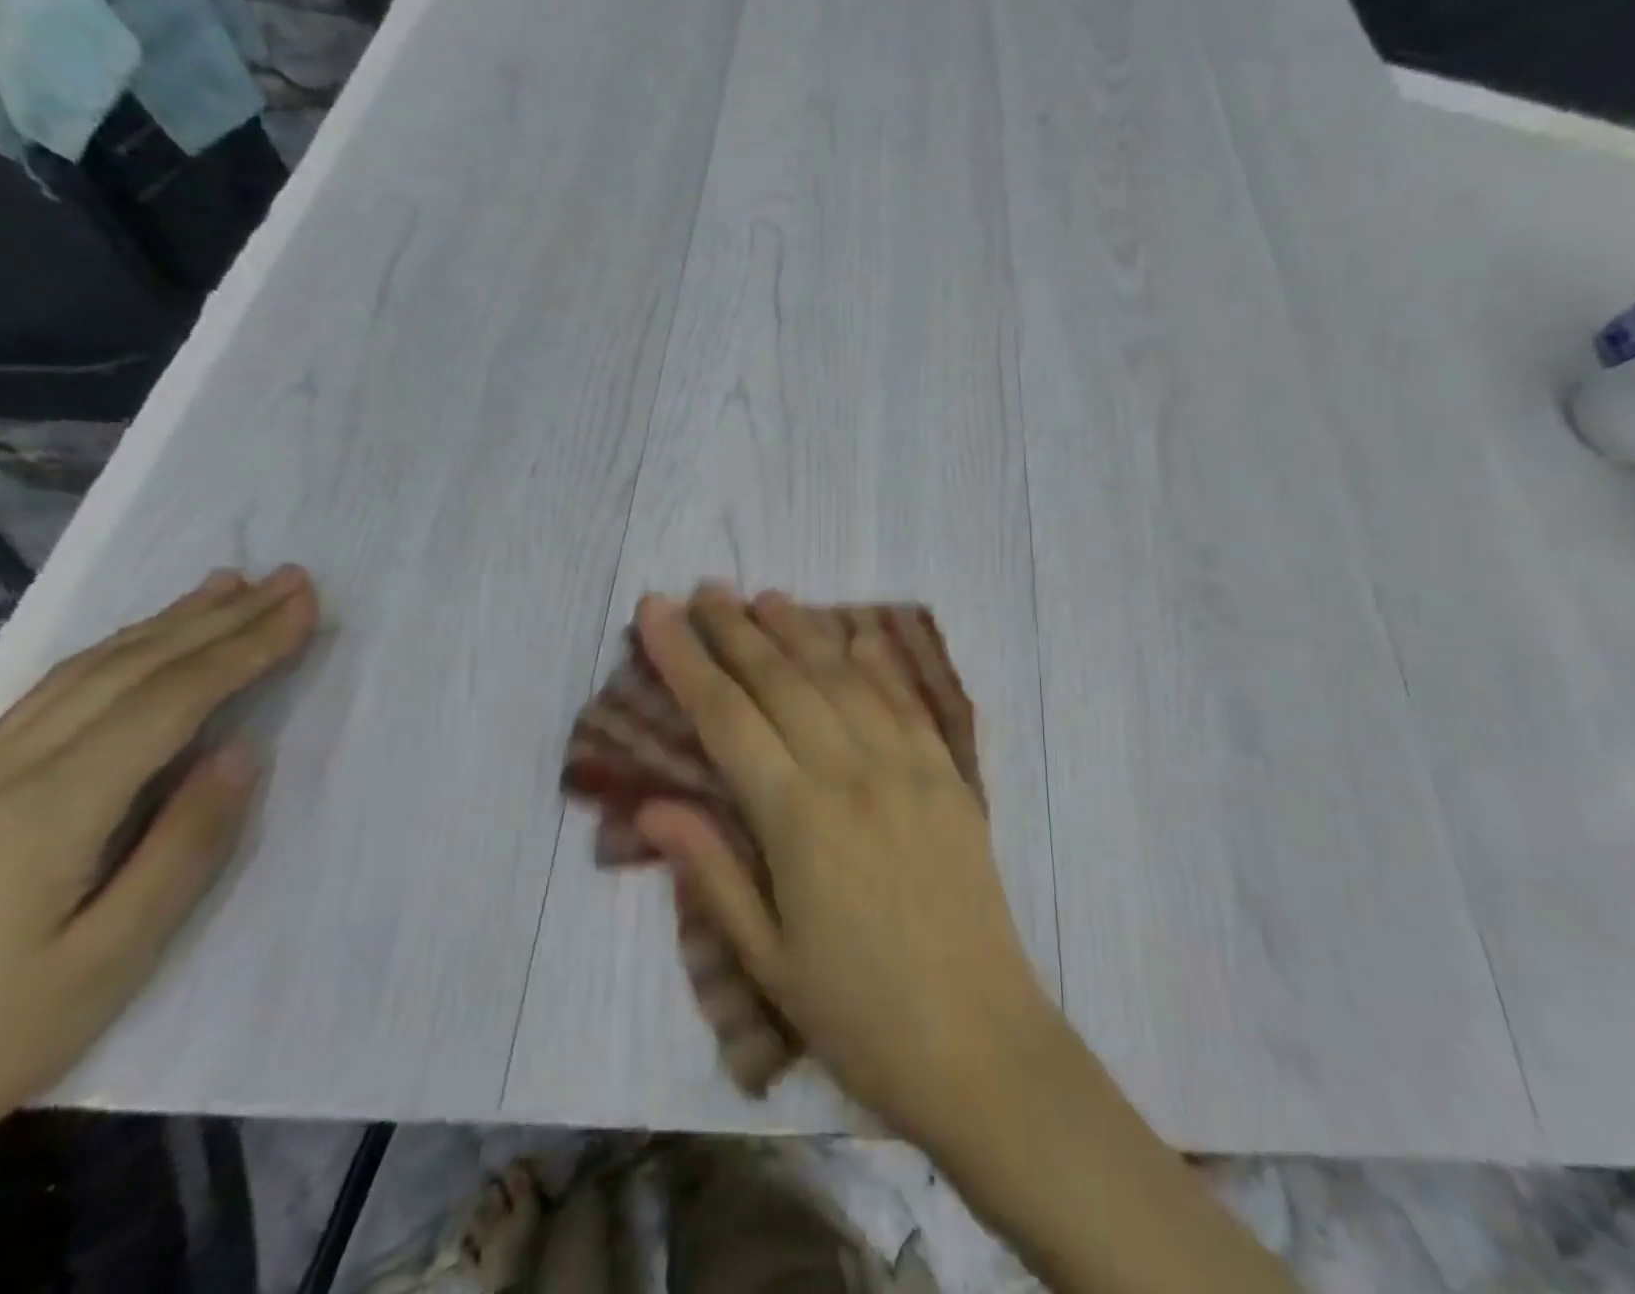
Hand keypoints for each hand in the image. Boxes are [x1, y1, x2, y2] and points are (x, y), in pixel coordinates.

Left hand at [0, 566, 317, 1213]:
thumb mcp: (109, 960)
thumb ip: (184, 848)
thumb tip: (242, 753)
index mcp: (50, 812)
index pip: (171, 701)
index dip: (245, 647)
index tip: (304, 607)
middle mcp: (4, 774)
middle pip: (130, 671)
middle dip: (218, 618)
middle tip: (287, 579)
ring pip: (84, 674)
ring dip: (166, 623)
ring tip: (225, 587)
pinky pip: (49, 696)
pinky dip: (111, 654)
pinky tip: (136, 645)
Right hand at [632, 587, 1051, 1151]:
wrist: (981, 1045)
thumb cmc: (859, 1015)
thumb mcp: (767, 960)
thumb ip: (712, 870)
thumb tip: (653, 804)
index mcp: (799, 819)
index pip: (726, 716)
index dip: (685, 658)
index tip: (656, 610)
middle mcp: (852, 774)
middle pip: (782, 680)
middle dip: (736, 630)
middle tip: (705, 589)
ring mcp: (909, 769)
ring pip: (844, 678)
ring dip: (802, 631)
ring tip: (767, 597)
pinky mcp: (950, 778)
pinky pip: (908, 703)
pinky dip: (878, 662)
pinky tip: (856, 634)